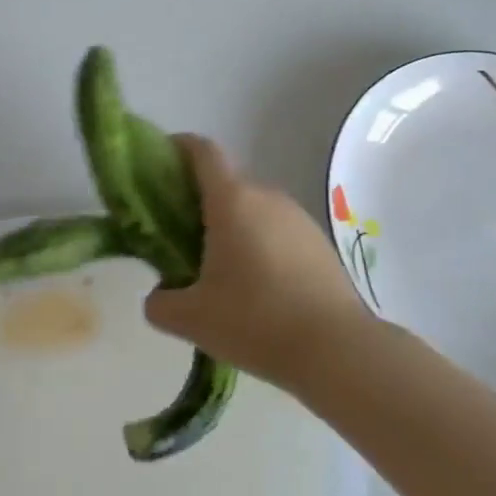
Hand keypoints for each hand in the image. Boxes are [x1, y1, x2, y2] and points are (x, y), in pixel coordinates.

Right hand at [144, 135, 372, 391]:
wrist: (337, 349)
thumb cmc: (255, 321)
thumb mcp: (192, 319)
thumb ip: (161, 302)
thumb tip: (158, 295)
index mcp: (232, 200)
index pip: (203, 151)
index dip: (180, 147)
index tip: (162, 162)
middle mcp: (266, 196)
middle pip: (226, 181)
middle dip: (200, 198)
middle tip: (179, 233)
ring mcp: (297, 217)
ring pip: (253, 207)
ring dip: (232, 223)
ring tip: (218, 267)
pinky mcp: (318, 241)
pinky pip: (277, 229)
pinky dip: (260, 242)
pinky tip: (257, 286)